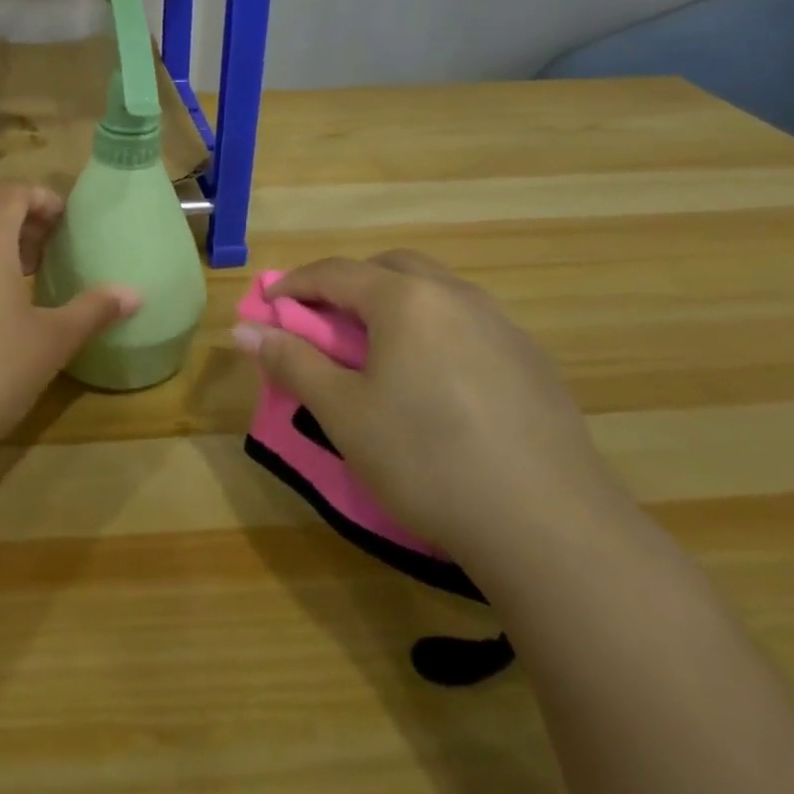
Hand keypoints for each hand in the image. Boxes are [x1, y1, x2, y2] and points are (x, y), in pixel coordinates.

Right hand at [233, 252, 623, 566]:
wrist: (549, 525)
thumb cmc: (426, 459)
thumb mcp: (342, 412)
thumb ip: (291, 361)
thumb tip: (245, 329)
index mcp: (406, 299)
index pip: (336, 272)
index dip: (295, 284)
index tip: (270, 305)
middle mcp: (456, 296)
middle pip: (391, 267)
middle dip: (350, 284)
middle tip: (326, 322)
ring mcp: (502, 325)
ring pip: (435, 292)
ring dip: (396, 304)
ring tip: (379, 351)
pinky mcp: (532, 361)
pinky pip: (469, 323)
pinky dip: (436, 331)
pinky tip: (436, 383)